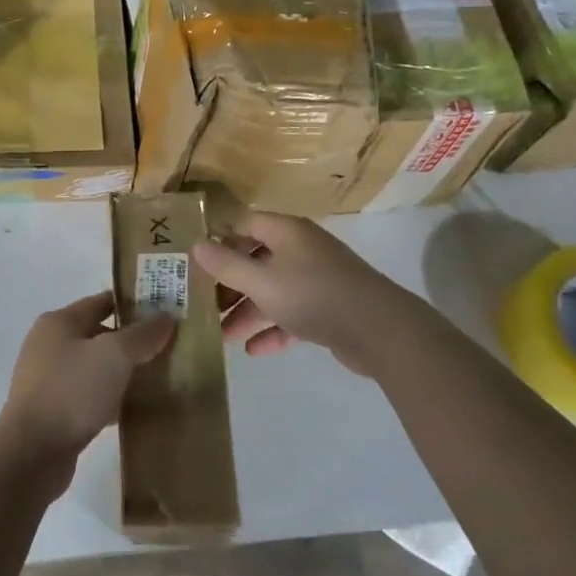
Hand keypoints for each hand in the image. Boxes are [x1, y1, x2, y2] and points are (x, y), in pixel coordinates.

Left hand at [0, 293, 175, 481]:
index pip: (102, 302)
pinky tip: (135, 409)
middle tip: (169, 347)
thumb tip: (166, 317)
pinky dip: (111, 399)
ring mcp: (49, 379)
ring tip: (159, 378)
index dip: (134, 303)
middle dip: (132, 341)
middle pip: (99, 334)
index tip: (166, 311)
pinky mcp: (53, 410)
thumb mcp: (114, 355)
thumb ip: (142, 335)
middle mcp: (50, 345)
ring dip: (123, 372)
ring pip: (96, 368)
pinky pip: (89, 396)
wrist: (32, 453)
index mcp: (59, 322)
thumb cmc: (71, 391)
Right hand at [193, 213, 409, 374]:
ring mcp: (318, 279)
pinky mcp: (329, 308)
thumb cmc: (313, 295)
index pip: (245, 224)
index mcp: (287, 232)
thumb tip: (196, 244)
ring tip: (222, 336)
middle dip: (230, 284)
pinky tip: (254, 351)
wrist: (380, 330)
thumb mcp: (262, 281)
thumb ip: (227, 265)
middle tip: (204, 305)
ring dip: (248, 312)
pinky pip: (293, 314)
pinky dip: (273, 329)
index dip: (219, 239)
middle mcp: (302, 250)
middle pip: (257, 260)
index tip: (194, 261)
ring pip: (273, 290)